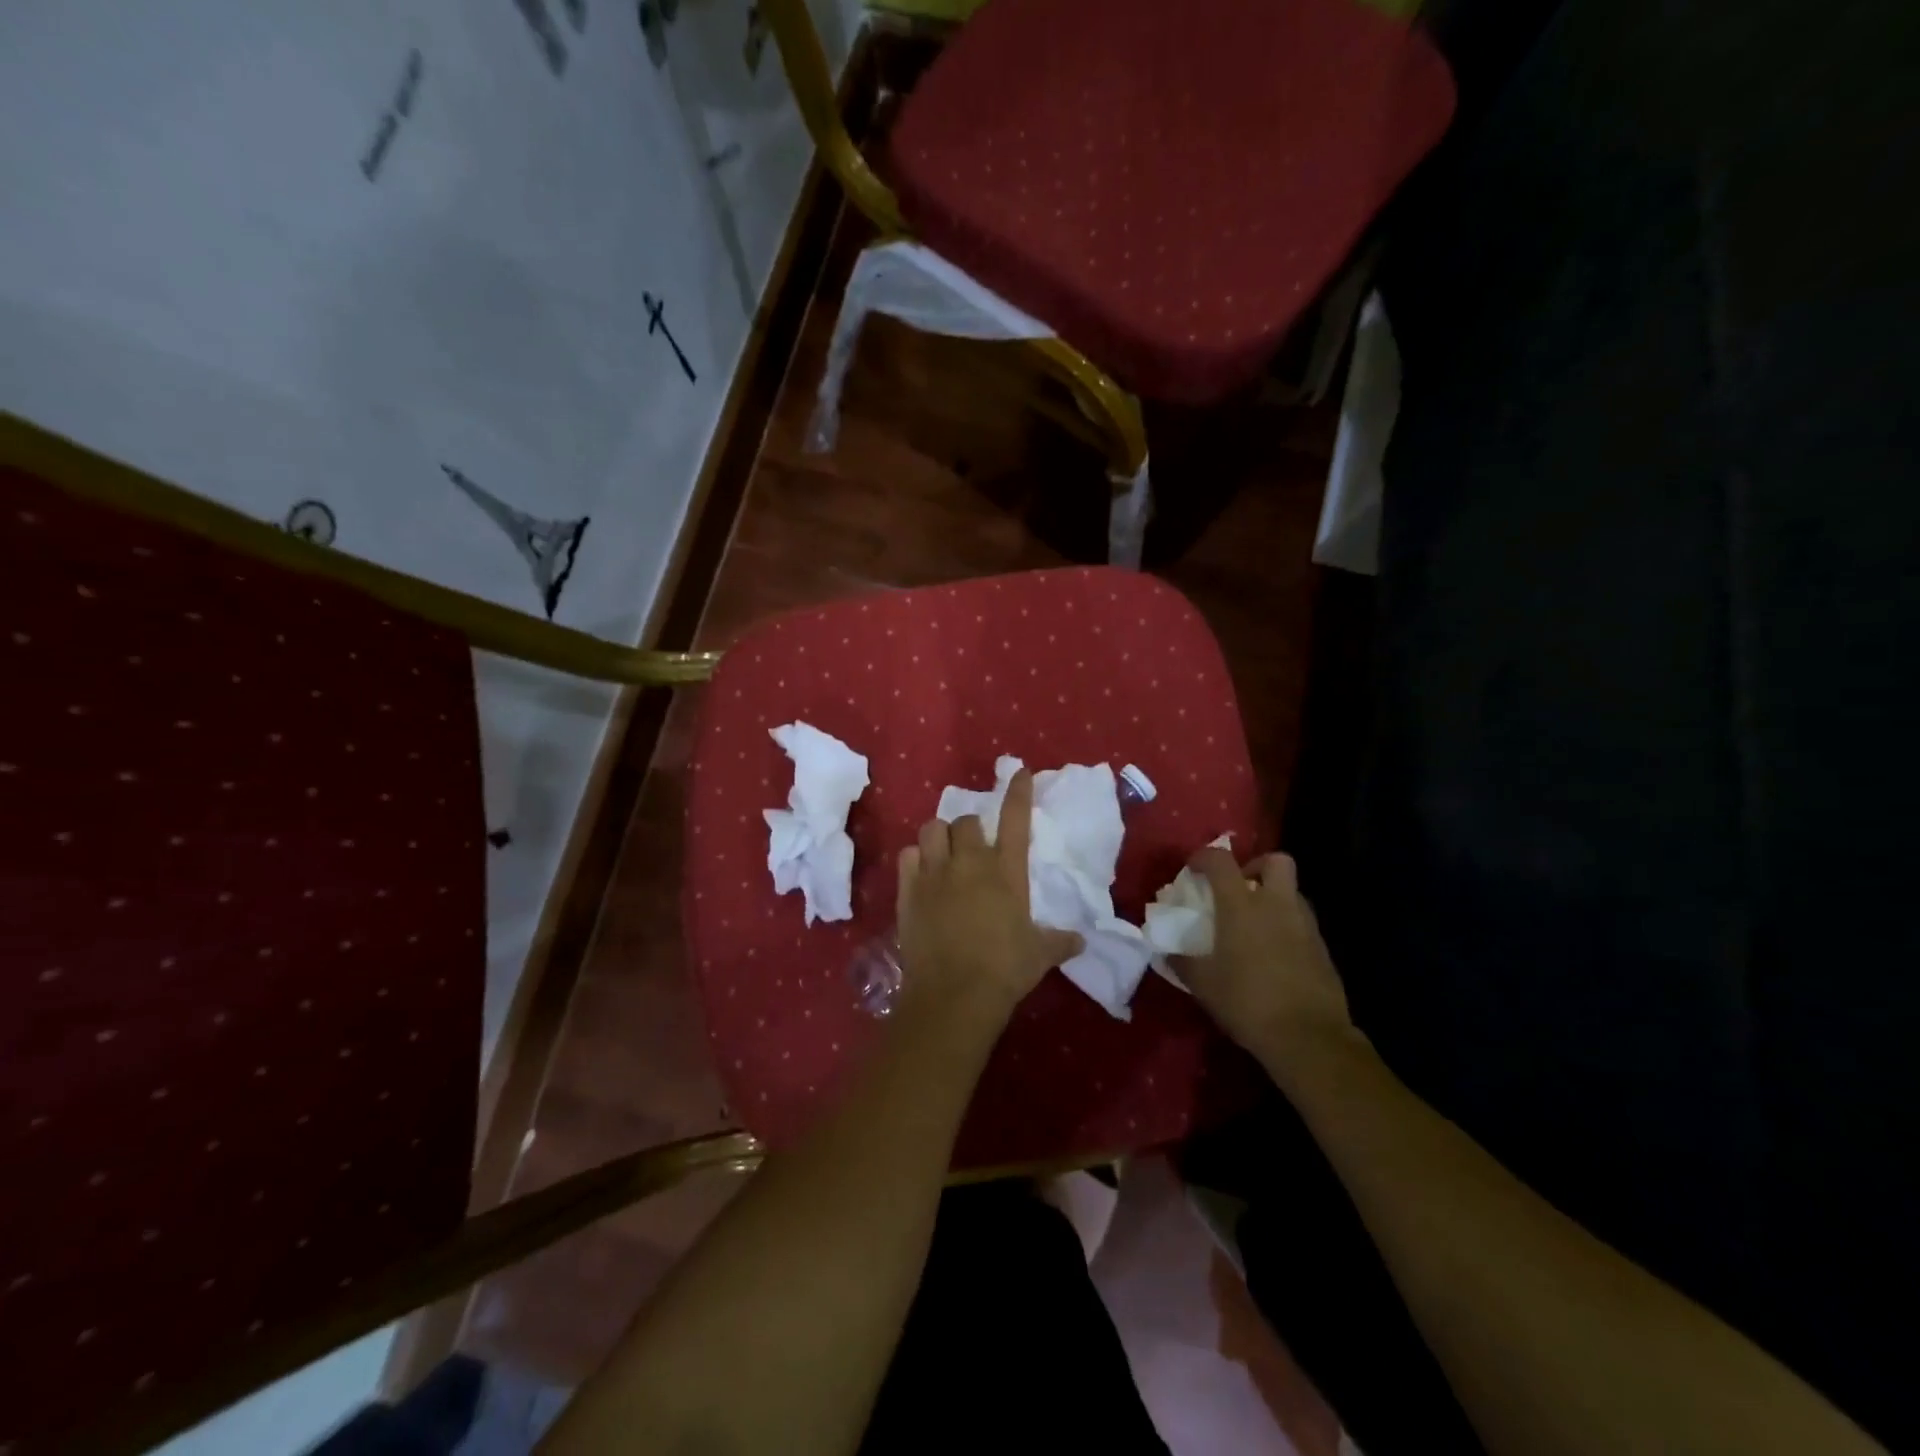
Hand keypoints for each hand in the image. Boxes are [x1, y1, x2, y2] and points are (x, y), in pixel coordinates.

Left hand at [894, 768, 1083, 1030]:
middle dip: (969, 829)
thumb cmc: (1005, 970)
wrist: (955, 992)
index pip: (1015, 819)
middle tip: (972, 847)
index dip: (1018, 792)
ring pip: (931, 829)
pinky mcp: (908, 889)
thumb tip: (1080, 942)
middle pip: (964, 821)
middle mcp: (970, 863)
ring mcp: (935, 873)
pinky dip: (915, 859)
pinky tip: (921, 872)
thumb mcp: (1040, 955)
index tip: (1020, 772)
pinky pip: (907, 855)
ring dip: (939, 837)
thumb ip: (1060, 942)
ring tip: (943, 853)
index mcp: (1006, 871)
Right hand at [1175, 850, 1357, 1066]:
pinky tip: (1273, 952)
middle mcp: (1277, 905)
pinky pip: (1302, 922)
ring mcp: (1305, 925)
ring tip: (1254, 924)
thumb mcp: (1203, 984)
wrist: (1309, 1038)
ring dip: (1273, 897)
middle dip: (1256, 866)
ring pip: (1292, 892)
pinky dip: (1286, 925)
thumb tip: (1167, 952)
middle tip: (1239, 888)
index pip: (1221, 860)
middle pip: (1276, 860)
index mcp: (1242, 906)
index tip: (1193, 869)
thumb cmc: (1247, 1002)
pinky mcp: (1322, 948)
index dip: (1204, 857)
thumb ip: (1182, 961)